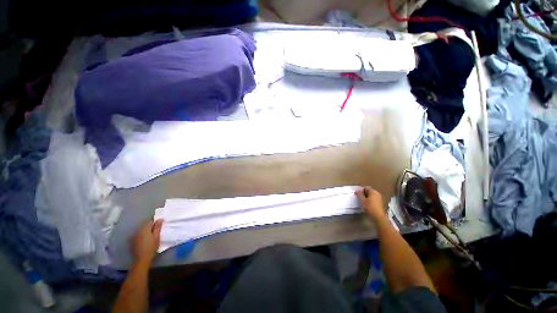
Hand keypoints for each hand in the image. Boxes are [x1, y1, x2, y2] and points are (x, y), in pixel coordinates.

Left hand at [132, 219, 162, 263]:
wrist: (142, 258)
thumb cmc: (152, 246)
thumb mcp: (157, 236)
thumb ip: (158, 227)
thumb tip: (160, 218)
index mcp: (145, 229)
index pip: (151, 222)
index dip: (156, 224)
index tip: (159, 228)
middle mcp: (138, 231)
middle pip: (145, 226)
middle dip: (151, 228)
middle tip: (156, 233)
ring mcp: (134, 236)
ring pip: (142, 231)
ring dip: (146, 232)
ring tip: (151, 237)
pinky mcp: (132, 241)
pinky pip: (139, 235)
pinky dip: (142, 236)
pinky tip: (145, 241)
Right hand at [355, 186, 384, 222]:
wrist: (378, 217)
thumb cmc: (369, 207)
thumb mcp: (362, 200)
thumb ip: (359, 194)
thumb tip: (357, 190)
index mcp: (373, 191)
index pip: (365, 187)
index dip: (360, 190)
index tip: (357, 194)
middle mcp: (377, 193)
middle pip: (368, 191)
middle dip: (363, 193)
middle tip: (359, 198)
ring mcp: (379, 198)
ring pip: (371, 195)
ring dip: (366, 197)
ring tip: (362, 201)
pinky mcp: (380, 203)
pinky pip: (373, 199)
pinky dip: (369, 200)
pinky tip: (366, 204)